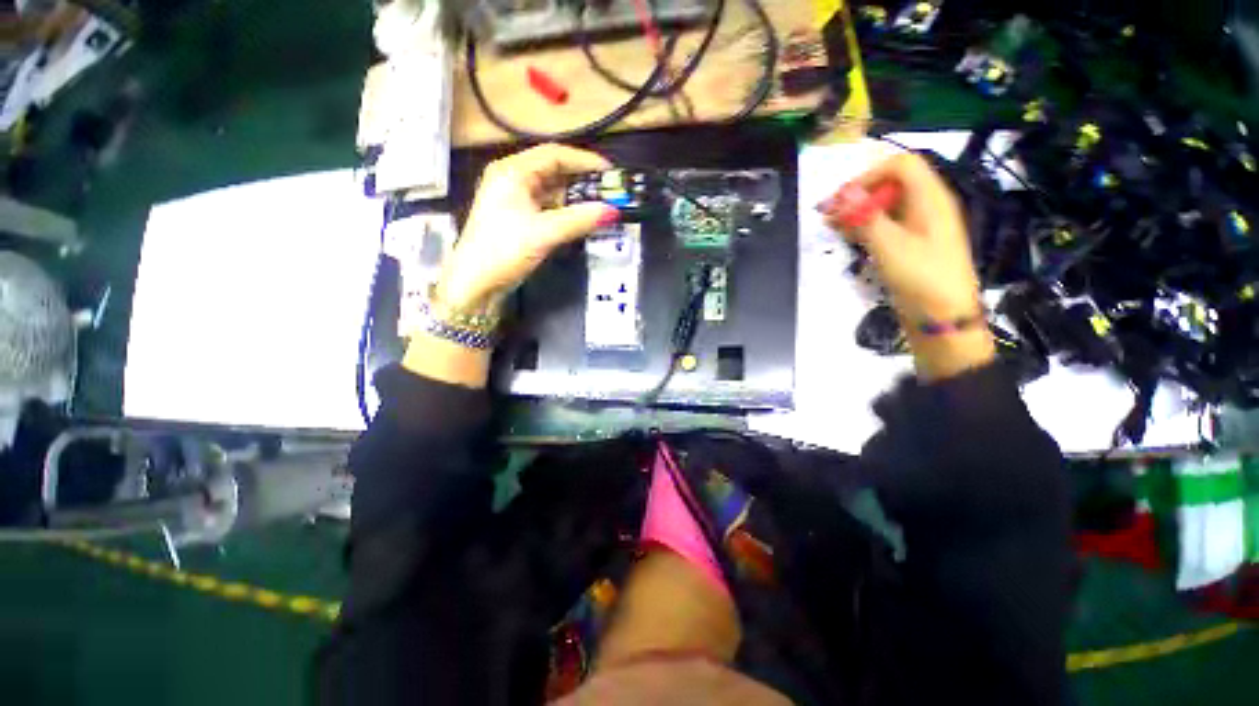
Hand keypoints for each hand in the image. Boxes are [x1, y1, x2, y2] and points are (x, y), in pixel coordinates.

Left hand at [436, 144, 619, 311]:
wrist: (475, 282)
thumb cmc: (503, 250)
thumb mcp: (544, 233)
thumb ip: (579, 220)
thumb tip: (613, 212)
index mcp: (512, 172)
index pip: (554, 154)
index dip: (584, 160)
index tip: (609, 172)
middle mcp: (512, 179)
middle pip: (553, 172)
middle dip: (581, 181)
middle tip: (607, 192)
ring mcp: (514, 200)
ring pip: (551, 192)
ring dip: (574, 199)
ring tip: (598, 208)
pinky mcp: (518, 219)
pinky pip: (547, 208)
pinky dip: (564, 213)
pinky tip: (580, 221)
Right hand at [820, 152, 993, 380]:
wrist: (943, 316)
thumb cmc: (920, 276)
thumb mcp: (889, 245)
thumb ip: (865, 216)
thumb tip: (842, 193)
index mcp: (930, 198)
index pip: (900, 165)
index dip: (869, 176)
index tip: (842, 199)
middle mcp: (926, 206)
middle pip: (891, 184)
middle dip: (858, 196)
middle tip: (829, 215)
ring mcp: (919, 226)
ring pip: (886, 206)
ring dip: (858, 212)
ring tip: (831, 227)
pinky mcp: (911, 244)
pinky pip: (887, 225)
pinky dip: (866, 227)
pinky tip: (848, 237)